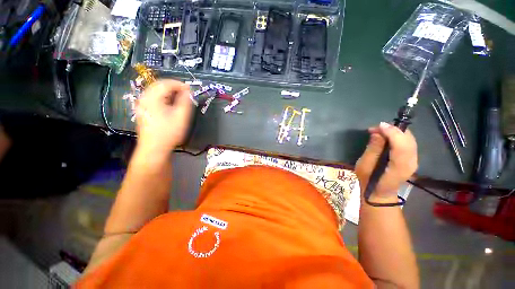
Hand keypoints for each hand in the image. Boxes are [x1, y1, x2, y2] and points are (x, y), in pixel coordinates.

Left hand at [136, 80, 192, 154]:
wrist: (154, 148)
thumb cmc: (169, 132)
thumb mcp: (181, 116)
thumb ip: (185, 101)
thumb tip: (187, 91)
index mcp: (152, 98)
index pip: (166, 83)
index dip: (179, 84)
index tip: (190, 89)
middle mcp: (144, 98)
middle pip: (159, 85)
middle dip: (174, 87)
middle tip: (186, 93)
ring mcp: (142, 104)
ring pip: (156, 91)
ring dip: (168, 92)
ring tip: (180, 97)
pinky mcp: (142, 110)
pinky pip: (153, 98)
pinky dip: (163, 97)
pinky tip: (170, 104)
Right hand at [355, 122, 417, 200]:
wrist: (380, 192)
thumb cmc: (369, 180)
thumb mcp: (364, 166)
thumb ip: (372, 149)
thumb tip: (378, 133)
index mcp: (399, 167)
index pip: (401, 145)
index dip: (392, 132)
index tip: (379, 125)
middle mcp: (412, 162)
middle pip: (408, 140)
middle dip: (393, 130)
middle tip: (376, 128)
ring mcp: (414, 160)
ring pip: (410, 139)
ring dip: (395, 132)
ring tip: (379, 131)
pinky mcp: (412, 158)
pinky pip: (408, 142)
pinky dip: (398, 136)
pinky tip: (387, 136)